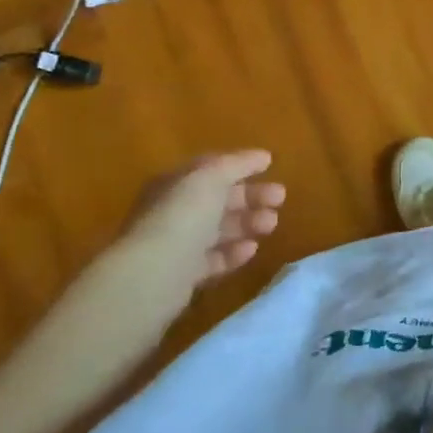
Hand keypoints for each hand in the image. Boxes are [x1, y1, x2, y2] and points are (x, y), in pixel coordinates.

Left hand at [95, 150, 287, 321]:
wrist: (152, 275)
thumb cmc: (182, 217)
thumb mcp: (210, 178)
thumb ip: (237, 164)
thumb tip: (262, 156)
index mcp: (175, 183)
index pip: (211, 168)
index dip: (241, 165)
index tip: (271, 166)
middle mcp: (172, 211)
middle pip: (217, 199)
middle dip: (250, 197)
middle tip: (280, 199)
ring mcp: (176, 244)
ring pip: (218, 229)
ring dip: (247, 224)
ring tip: (272, 225)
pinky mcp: (182, 276)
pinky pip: (213, 259)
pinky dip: (233, 253)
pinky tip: (251, 250)